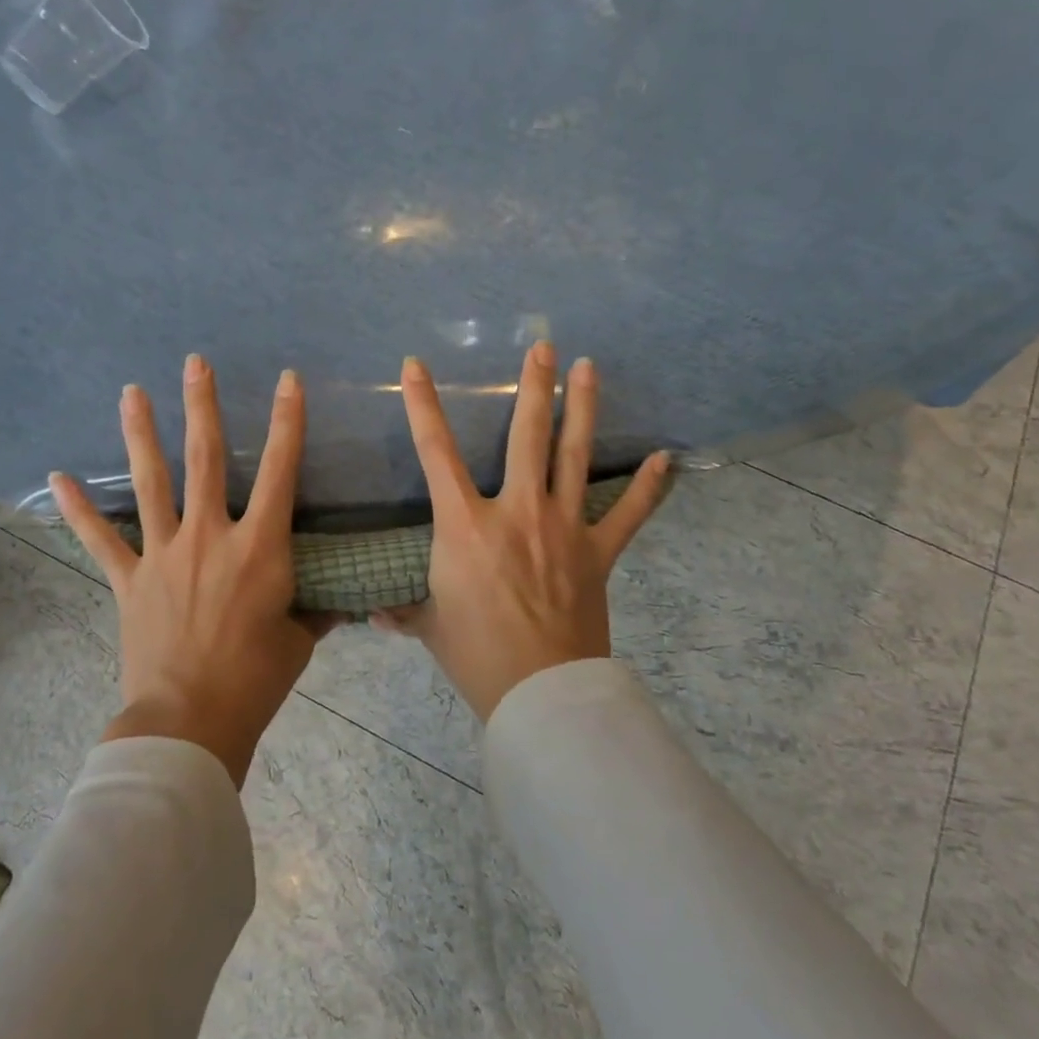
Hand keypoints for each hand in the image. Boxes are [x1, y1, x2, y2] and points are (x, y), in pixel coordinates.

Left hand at [50, 356, 335, 787]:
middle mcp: (210, 536)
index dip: (287, 421)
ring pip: (151, 482)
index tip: (287, 380)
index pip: (282, 470)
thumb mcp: (300, 640)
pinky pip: (100, 540)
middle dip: (202, 406)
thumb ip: (317, 610)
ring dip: (141, 433)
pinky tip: (56, 477)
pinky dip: (78, 510)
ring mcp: (164, 554)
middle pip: (207, 458)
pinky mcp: (130, 580)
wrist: (189, 722)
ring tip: (131, 391)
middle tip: (194, 363)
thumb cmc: (255, 679)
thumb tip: (337, 601)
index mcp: (260, 547)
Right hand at [374, 343, 672, 721]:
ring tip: (588, 367)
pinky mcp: (598, 552)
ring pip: (574, 456)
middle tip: (543, 346)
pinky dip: (647, 487)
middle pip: (525, 436)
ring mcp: (563, 528)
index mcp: (465, 525)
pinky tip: (664, 459)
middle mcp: (516, 512)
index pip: (435, 452)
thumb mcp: (429, 628)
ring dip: (581, 408)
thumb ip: (402, 612)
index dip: (422, 405)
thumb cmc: (475, 655)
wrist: (541, 692)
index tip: (415, 365)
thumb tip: (374, 615)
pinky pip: (628, 514)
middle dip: (533, 387)